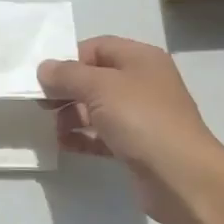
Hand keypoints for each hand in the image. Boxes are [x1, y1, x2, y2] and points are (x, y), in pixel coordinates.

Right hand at [38, 36, 223, 223]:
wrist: (181, 177)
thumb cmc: (142, 120)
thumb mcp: (100, 87)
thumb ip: (67, 75)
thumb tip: (44, 68)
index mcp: (141, 59)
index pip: (98, 47)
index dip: (69, 59)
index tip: (44, 79)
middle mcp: (143, 83)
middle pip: (96, 78)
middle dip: (67, 89)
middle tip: (41, 104)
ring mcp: (142, 116)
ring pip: (98, 108)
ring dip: (72, 115)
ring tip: (51, 128)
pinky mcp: (137, 146)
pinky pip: (103, 135)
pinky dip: (83, 138)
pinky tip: (63, 144)